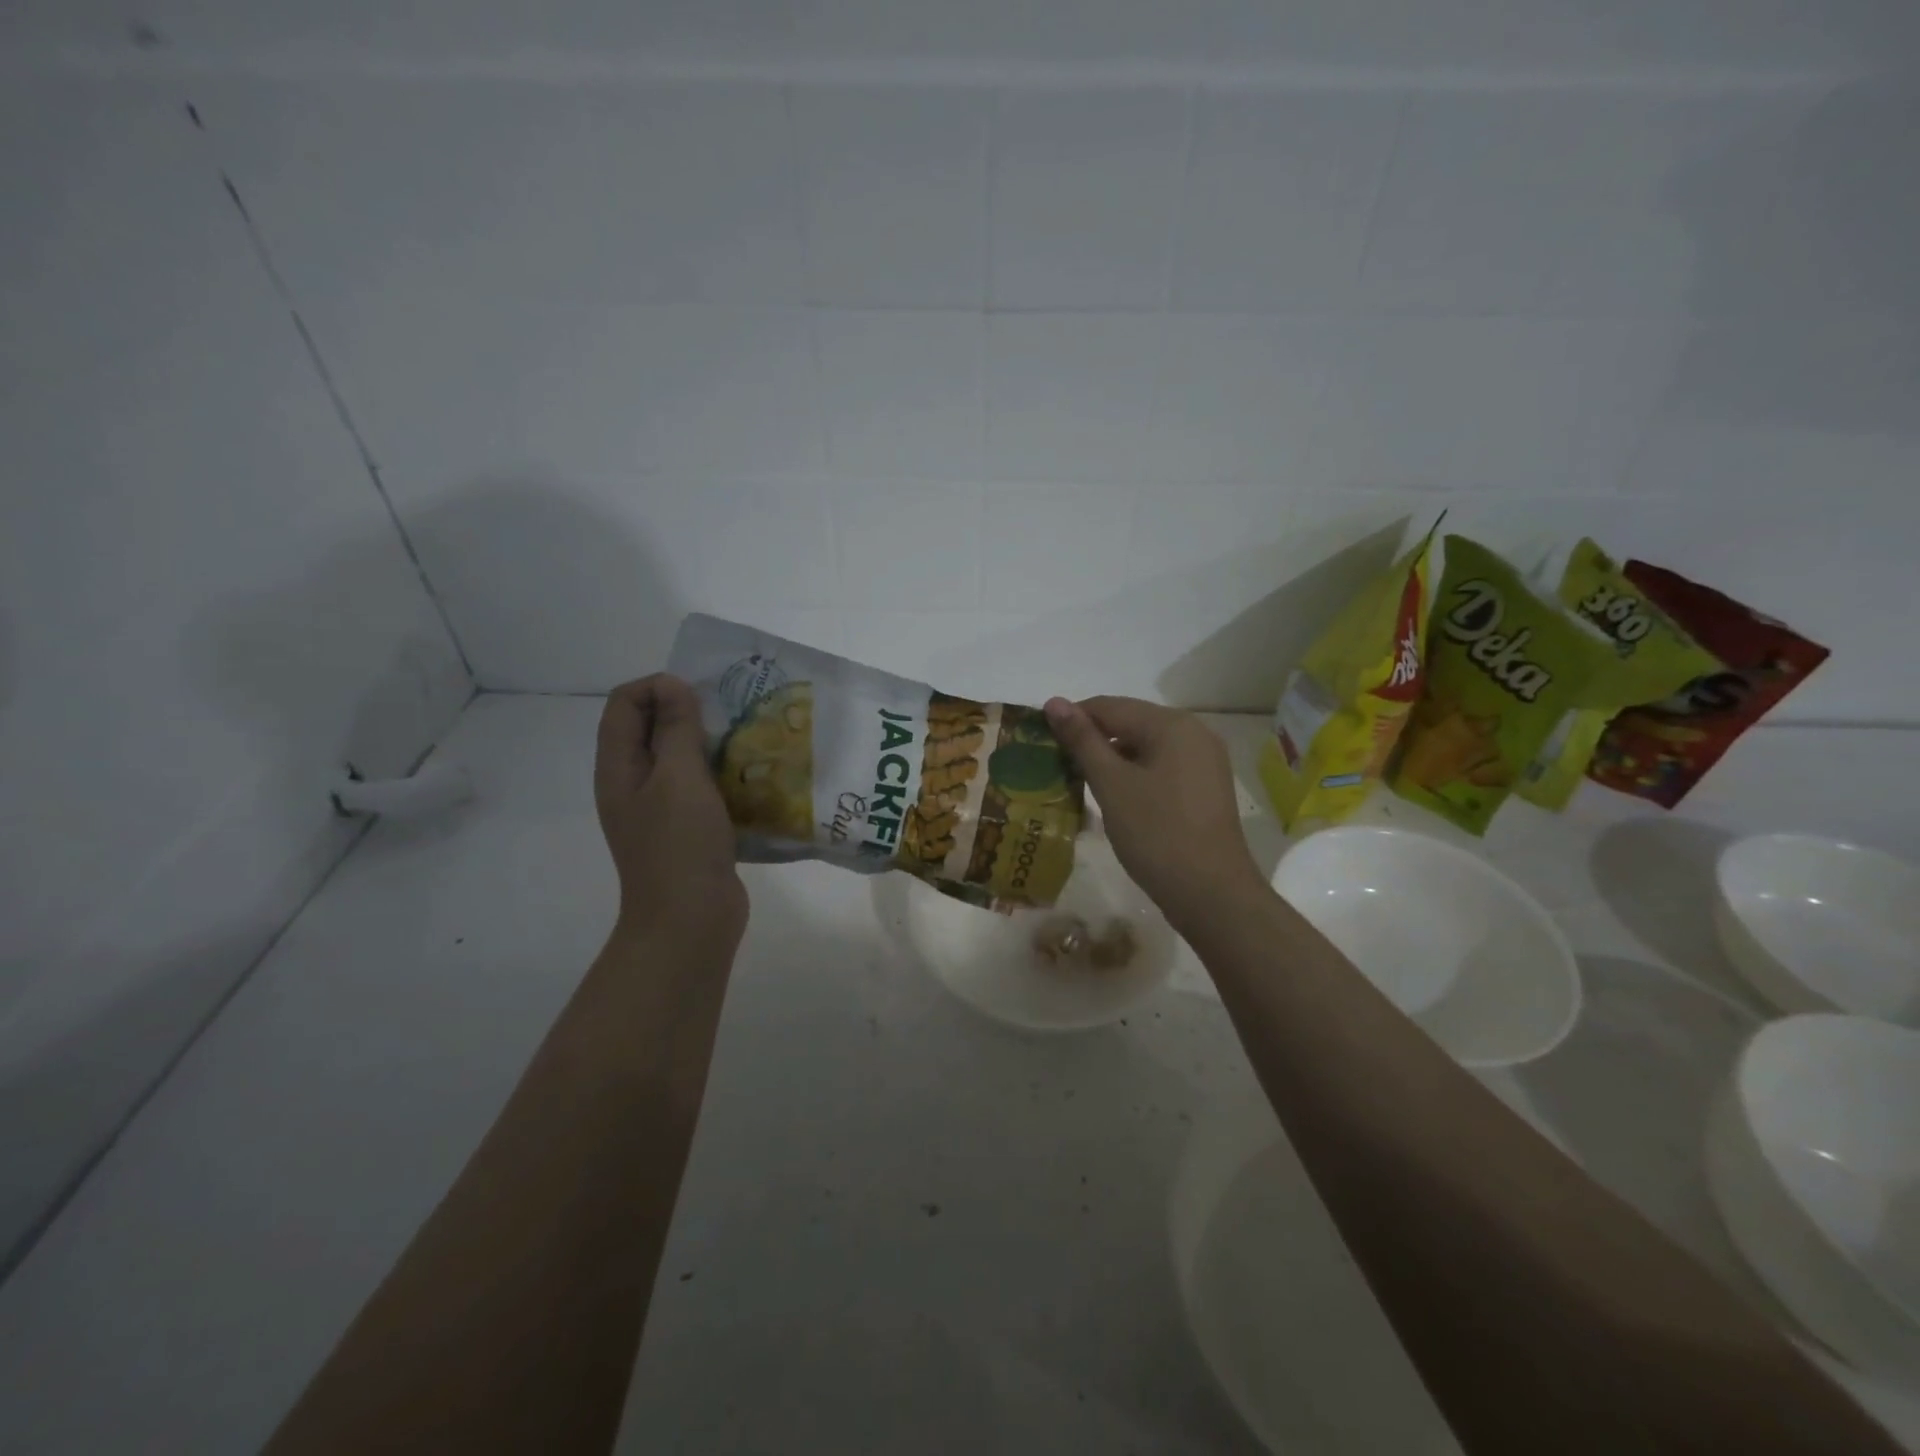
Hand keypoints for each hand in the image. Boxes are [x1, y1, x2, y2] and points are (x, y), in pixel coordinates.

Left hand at [595, 675, 745, 939]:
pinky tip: (751, 776)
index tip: (700, 694)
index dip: (657, 687)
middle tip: (731, 712)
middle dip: (687, 711)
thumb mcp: (678, 778)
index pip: (624, 703)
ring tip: (746, 739)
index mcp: (618, 767)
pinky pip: (700, 786)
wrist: (690, 921)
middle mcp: (632, 783)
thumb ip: (675, 729)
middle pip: (650, 728)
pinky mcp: (687, 828)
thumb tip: (672, 685)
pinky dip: (720, 773)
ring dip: (708, 743)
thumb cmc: (680, 845)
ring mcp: (659, 808)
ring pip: (679, 758)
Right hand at [1044, 696, 1265, 931]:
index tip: (1040, 741)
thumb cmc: (1156, 833)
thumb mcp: (1111, 784)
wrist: (1211, 894)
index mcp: (1171, 724)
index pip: (1108, 706)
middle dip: (1092, 740)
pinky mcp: (1205, 787)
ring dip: (1111, 759)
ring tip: (1078, 781)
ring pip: (1145, 746)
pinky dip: (1134, 774)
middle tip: (1055, 764)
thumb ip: (1082, 740)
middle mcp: (1193, 732)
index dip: (1071, 720)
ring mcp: (1204, 760)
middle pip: (1129, 722)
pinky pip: (1161, 766)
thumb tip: (1054, 702)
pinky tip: (1114, 796)